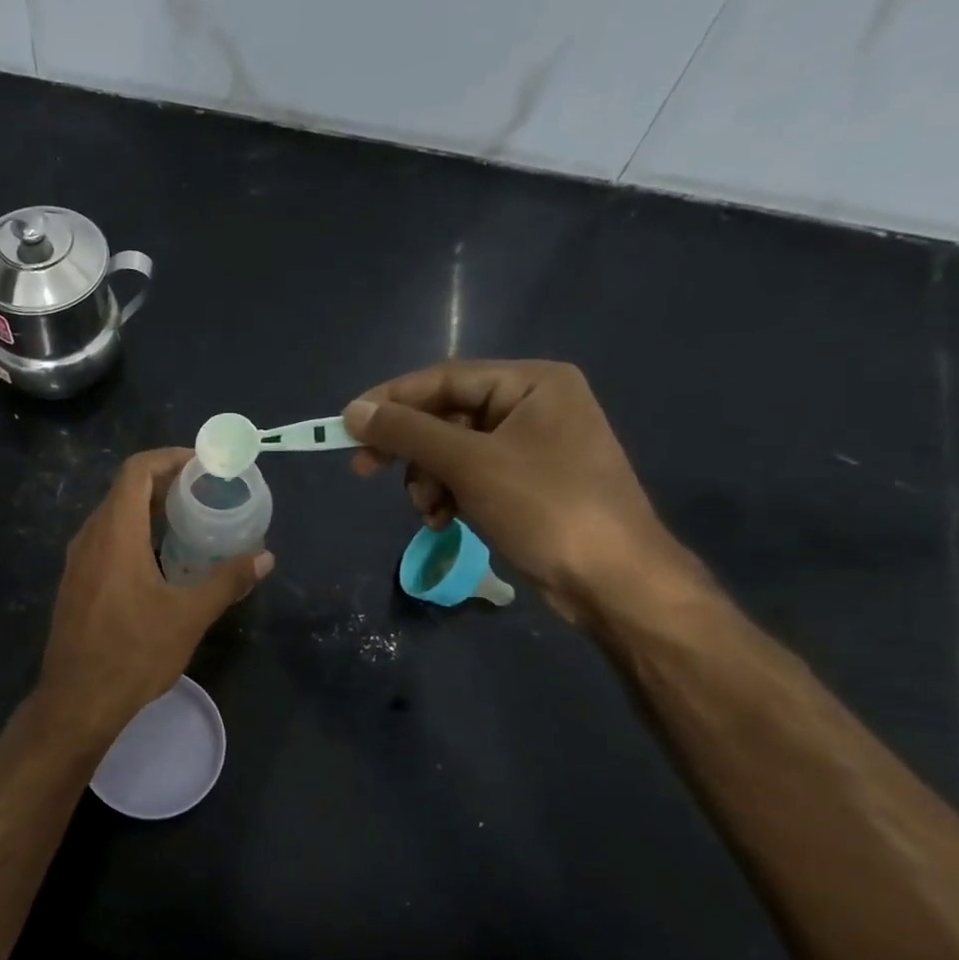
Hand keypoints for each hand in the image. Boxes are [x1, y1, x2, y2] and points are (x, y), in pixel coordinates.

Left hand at [37, 448, 272, 740]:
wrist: (77, 701)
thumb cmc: (133, 653)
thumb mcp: (188, 616)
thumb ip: (227, 581)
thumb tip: (265, 558)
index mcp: (115, 533)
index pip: (137, 470)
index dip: (170, 459)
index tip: (203, 466)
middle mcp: (89, 538)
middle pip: (124, 490)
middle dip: (165, 484)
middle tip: (205, 493)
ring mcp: (77, 562)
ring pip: (113, 517)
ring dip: (148, 511)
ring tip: (188, 523)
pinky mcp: (74, 584)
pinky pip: (105, 542)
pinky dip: (133, 536)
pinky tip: (159, 561)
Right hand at [342, 360, 691, 621]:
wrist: (613, 580)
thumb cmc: (546, 508)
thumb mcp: (469, 464)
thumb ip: (408, 433)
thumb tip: (353, 411)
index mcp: (532, 383)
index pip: (443, 379)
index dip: (390, 401)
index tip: (345, 426)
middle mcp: (532, 405)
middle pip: (445, 416)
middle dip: (410, 450)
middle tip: (364, 470)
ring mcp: (531, 446)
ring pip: (451, 451)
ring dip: (428, 480)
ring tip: (430, 511)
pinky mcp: (525, 482)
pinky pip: (468, 476)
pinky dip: (448, 496)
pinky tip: (446, 521)